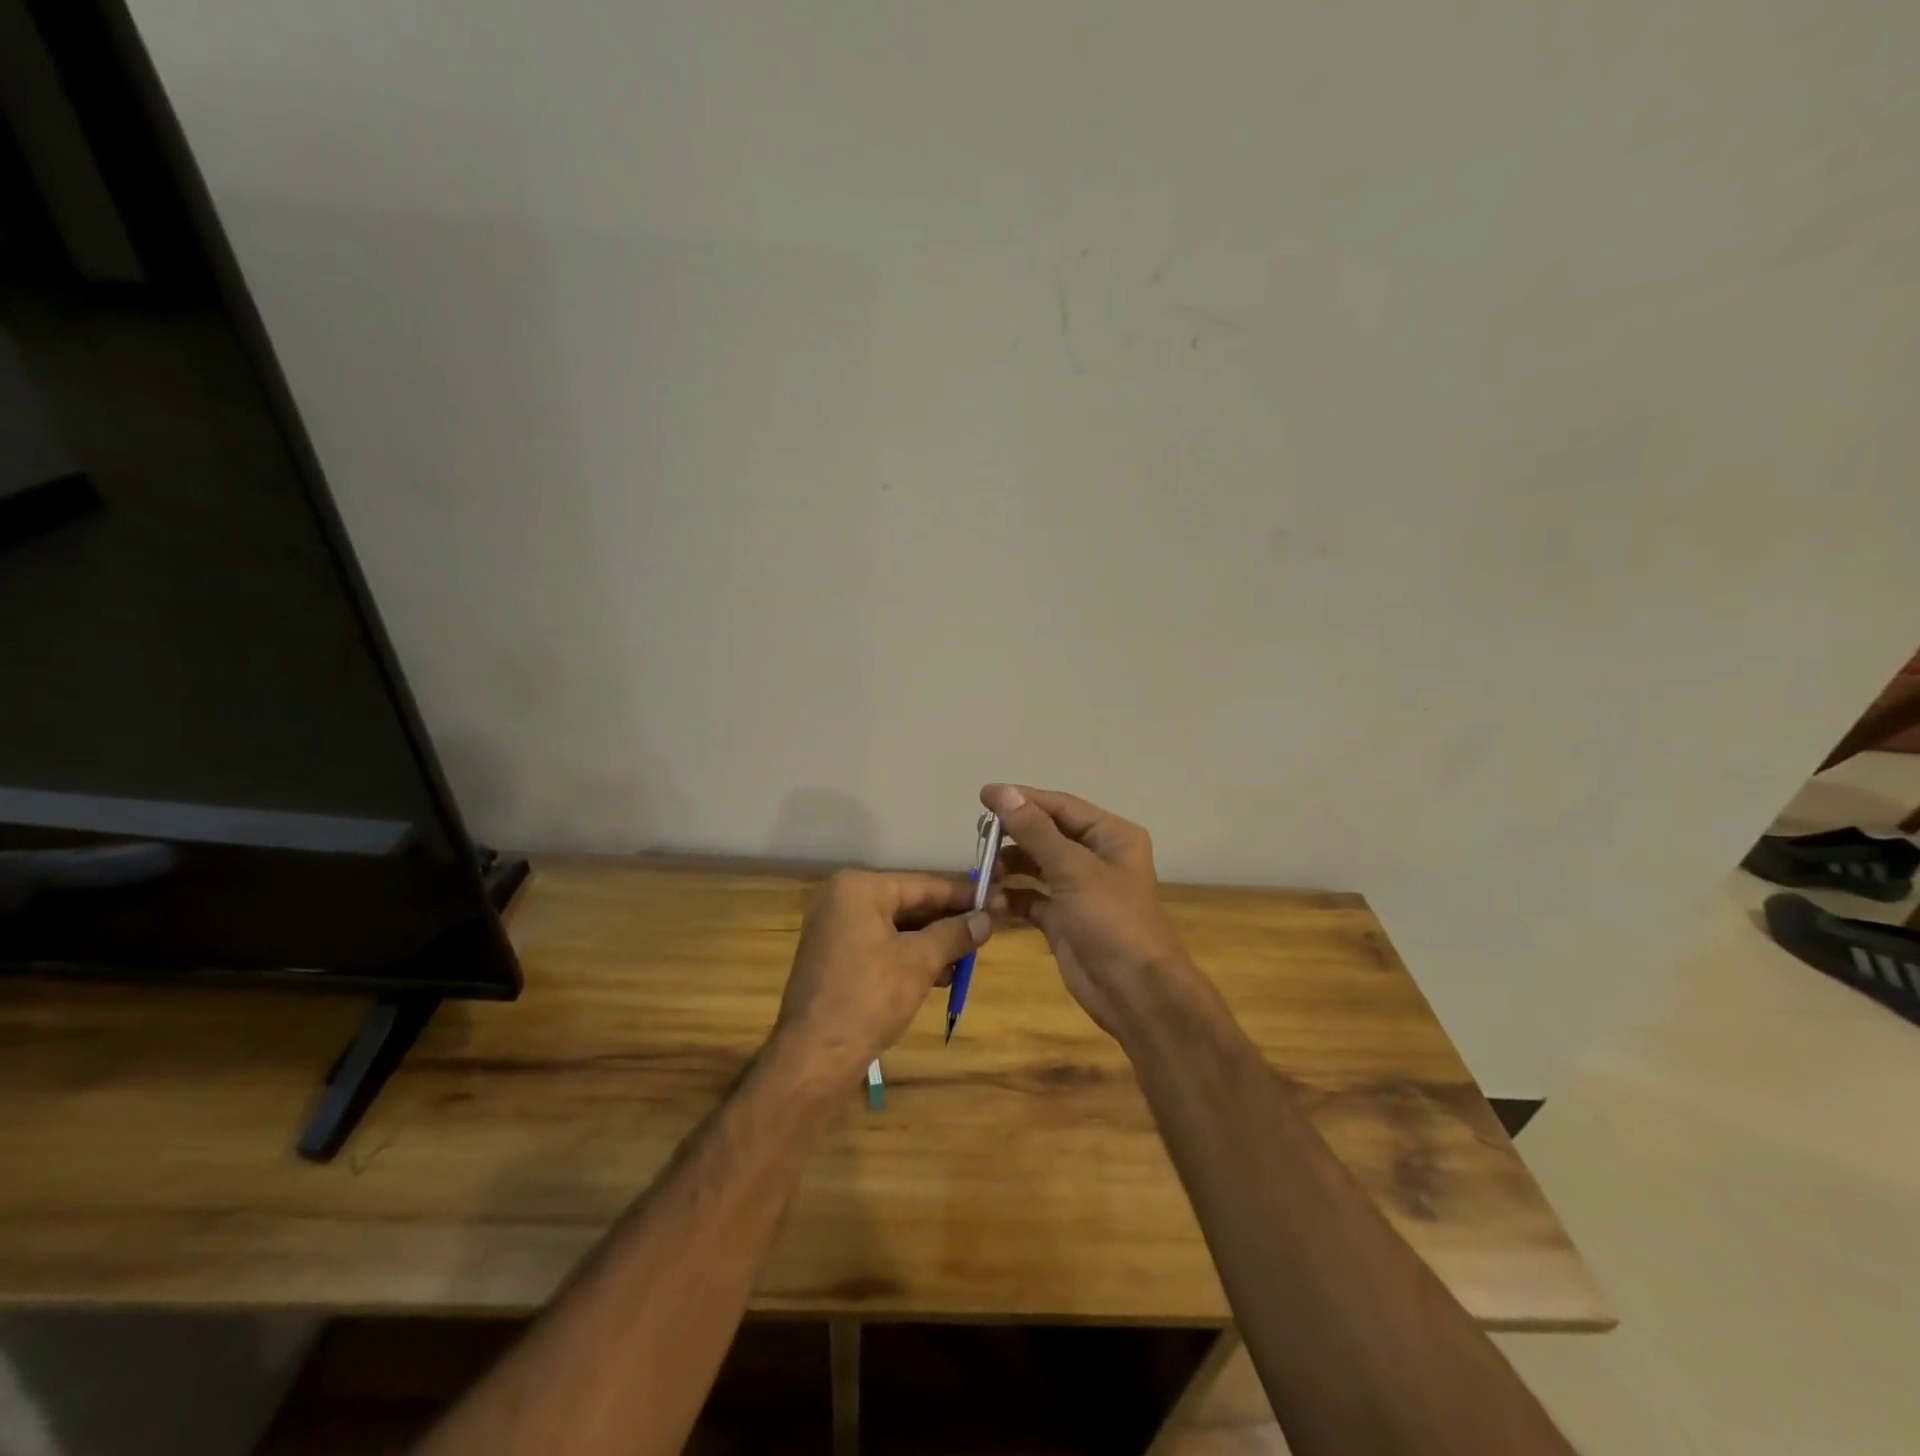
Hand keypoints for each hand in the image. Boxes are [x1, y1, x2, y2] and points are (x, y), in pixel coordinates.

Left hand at [773, 870, 990, 1083]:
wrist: (815, 1055)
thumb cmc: (870, 997)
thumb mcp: (921, 962)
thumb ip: (955, 934)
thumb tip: (988, 918)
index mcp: (859, 888)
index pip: (923, 885)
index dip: (963, 896)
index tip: (996, 901)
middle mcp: (842, 900)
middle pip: (908, 905)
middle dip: (947, 923)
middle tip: (986, 932)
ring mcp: (834, 930)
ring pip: (896, 928)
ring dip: (931, 944)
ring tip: (966, 962)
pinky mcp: (833, 958)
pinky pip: (880, 946)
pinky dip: (908, 957)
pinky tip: (938, 976)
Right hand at [981, 784, 1195, 1038]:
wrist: (1135, 993)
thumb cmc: (1112, 921)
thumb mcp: (1073, 869)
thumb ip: (1035, 830)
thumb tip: (1002, 791)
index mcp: (1111, 836)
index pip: (1060, 807)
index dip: (1022, 799)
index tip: (983, 796)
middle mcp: (1096, 857)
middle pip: (1047, 834)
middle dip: (1014, 836)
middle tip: (979, 838)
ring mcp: (1079, 890)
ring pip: (1036, 866)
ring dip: (1009, 868)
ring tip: (983, 873)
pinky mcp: (1064, 919)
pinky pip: (1031, 899)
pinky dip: (1012, 898)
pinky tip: (992, 901)